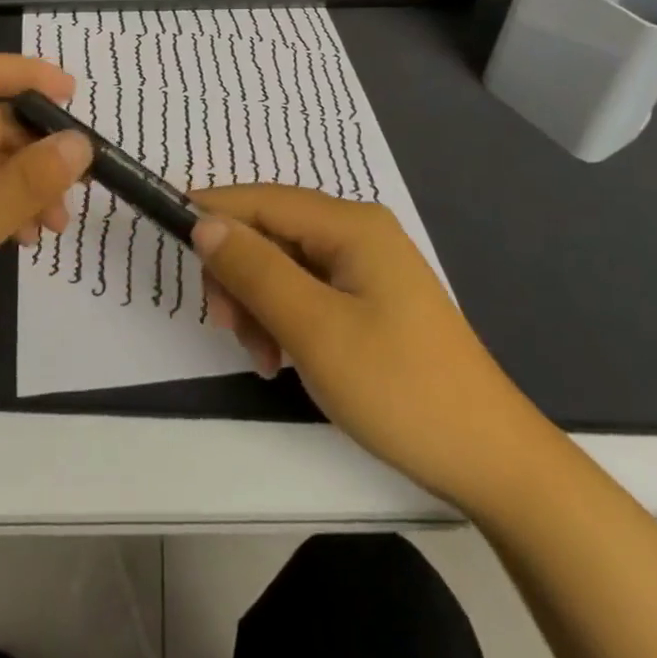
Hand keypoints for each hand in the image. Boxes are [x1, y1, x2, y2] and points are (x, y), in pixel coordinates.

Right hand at [189, 185, 544, 506]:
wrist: (489, 458)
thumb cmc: (399, 387)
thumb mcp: (314, 329)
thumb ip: (255, 270)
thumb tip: (205, 222)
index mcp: (349, 224)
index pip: (261, 199)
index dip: (212, 213)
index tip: (167, 238)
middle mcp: (357, 232)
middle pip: (271, 231)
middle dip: (239, 273)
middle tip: (227, 327)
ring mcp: (366, 266)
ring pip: (284, 265)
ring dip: (259, 303)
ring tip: (262, 357)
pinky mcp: (369, 299)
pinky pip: (307, 291)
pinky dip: (284, 317)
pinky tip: (283, 358)